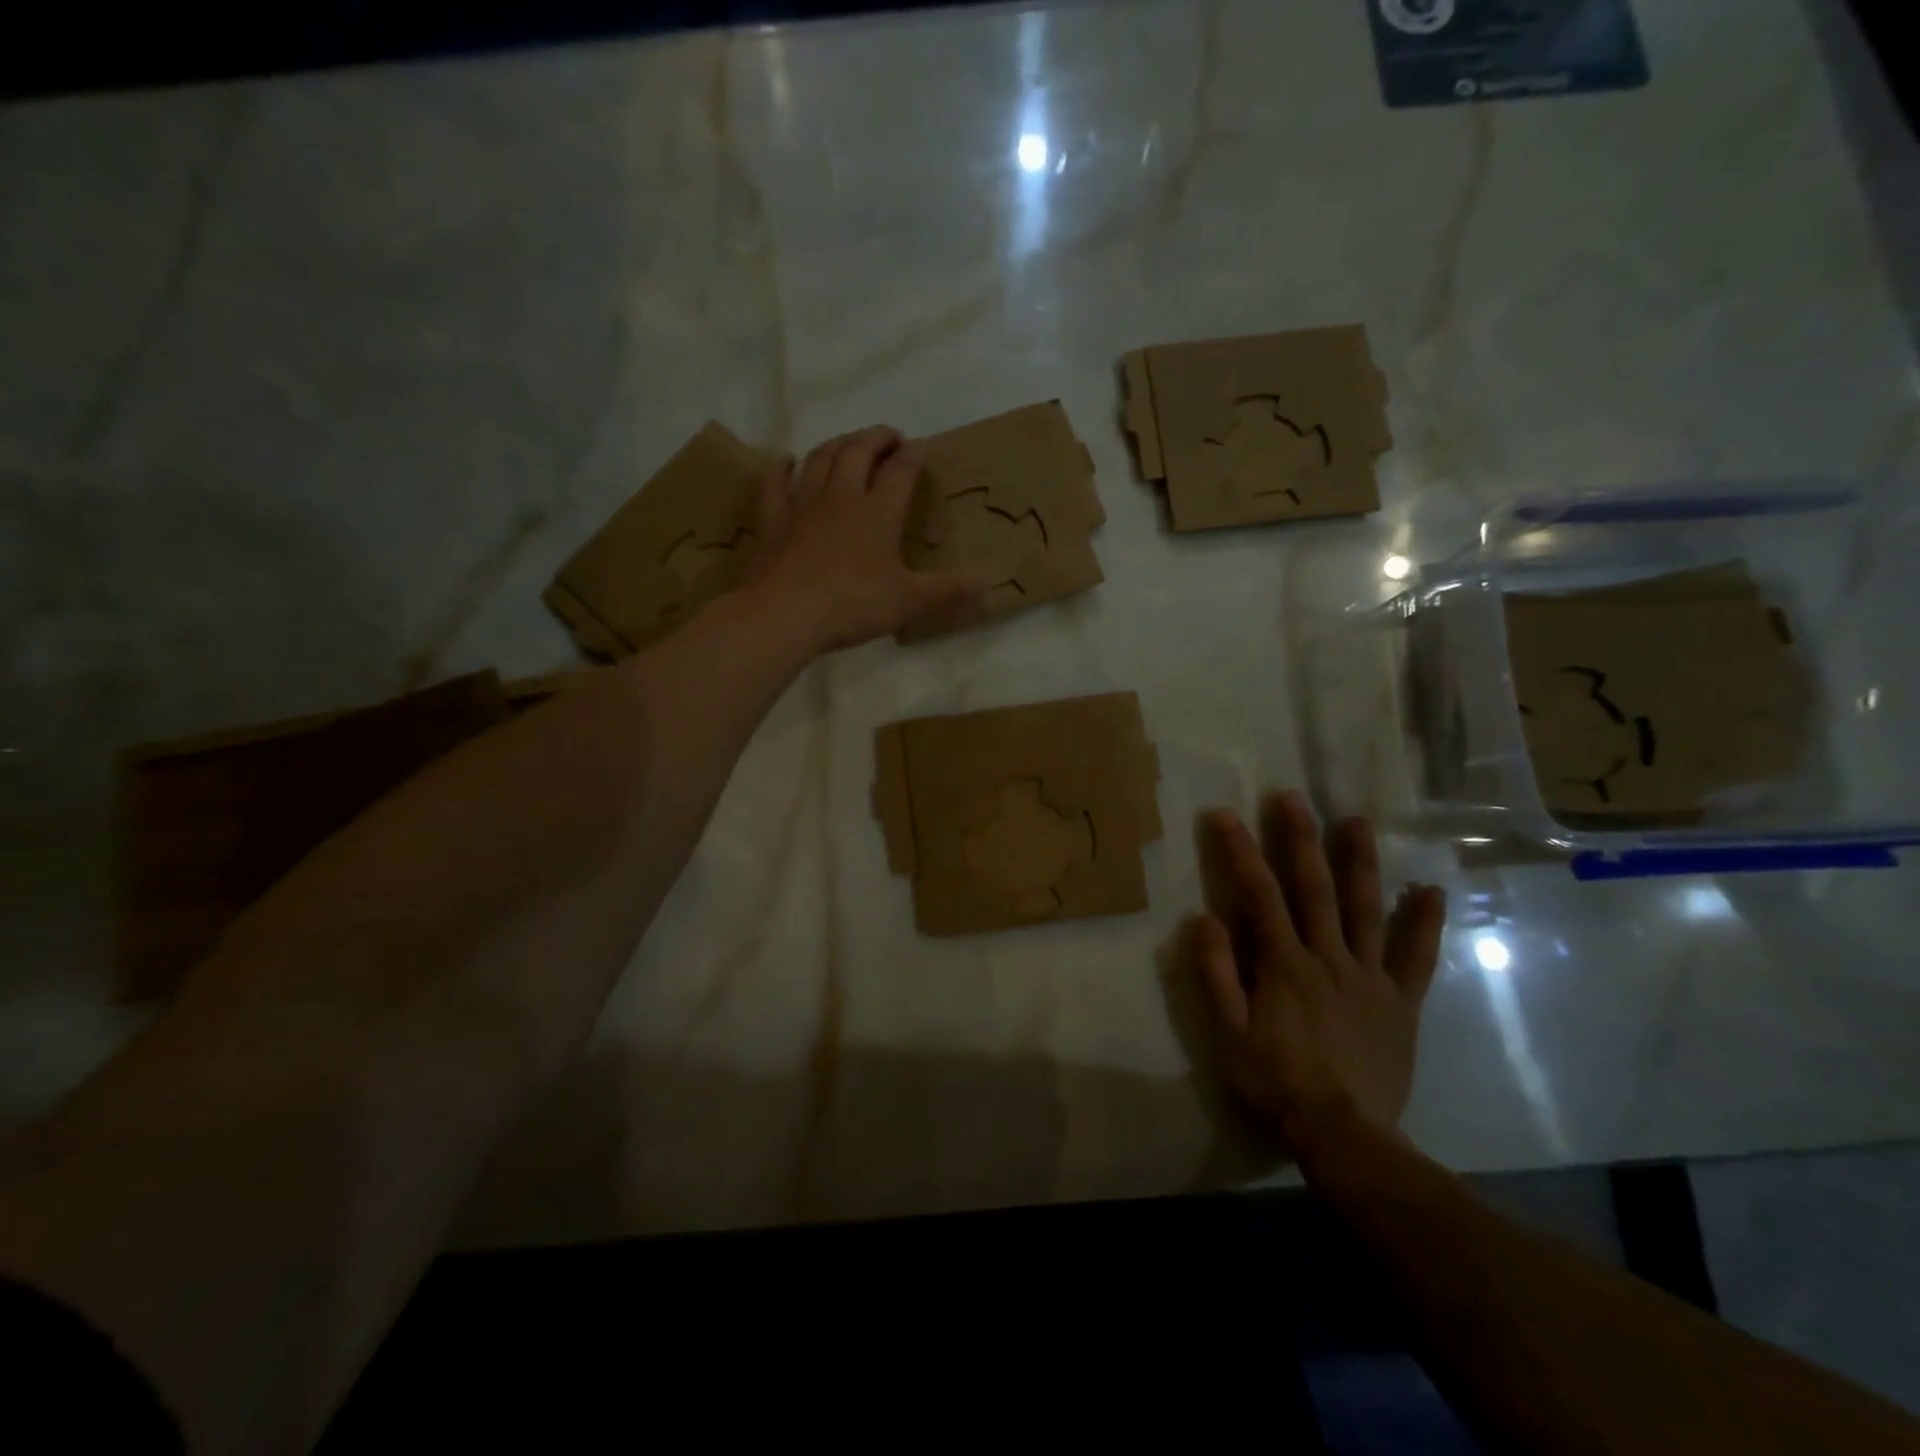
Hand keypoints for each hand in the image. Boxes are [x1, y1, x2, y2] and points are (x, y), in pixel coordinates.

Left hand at [747, 425, 980, 651]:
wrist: (785, 613)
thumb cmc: (851, 605)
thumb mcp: (908, 601)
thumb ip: (947, 589)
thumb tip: (989, 582)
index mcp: (878, 511)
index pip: (901, 470)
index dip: (914, 455)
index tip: (922, 447)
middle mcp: (841, 496)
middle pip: (858, 450)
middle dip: (876, 437)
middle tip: (889, 437)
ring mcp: (803, 503)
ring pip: (820, 458)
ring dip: (837, 444)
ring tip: (849, 443)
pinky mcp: (773, 519)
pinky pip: (776, 482)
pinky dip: (782, 467)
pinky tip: (787, 461)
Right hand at [1187, 792, 1446, 1165]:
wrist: (1345, 1134)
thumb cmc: (1276, 1081)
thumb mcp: (1228, 1033)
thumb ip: (1216, 973)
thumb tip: (1204, 917)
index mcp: (1284, 964)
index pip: (1258, 894)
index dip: (1240, 851)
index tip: (1225, 814)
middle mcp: (1329, 957)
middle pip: (1314, 888)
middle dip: (1300, 839)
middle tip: (1293, 798)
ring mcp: (1370, 976)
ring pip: (1366, 909)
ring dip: (1360, 862)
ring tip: (1357, 821)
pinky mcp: (1401, 1001)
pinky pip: (1417, 957)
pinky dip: (1425, 922)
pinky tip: (1431, 890)